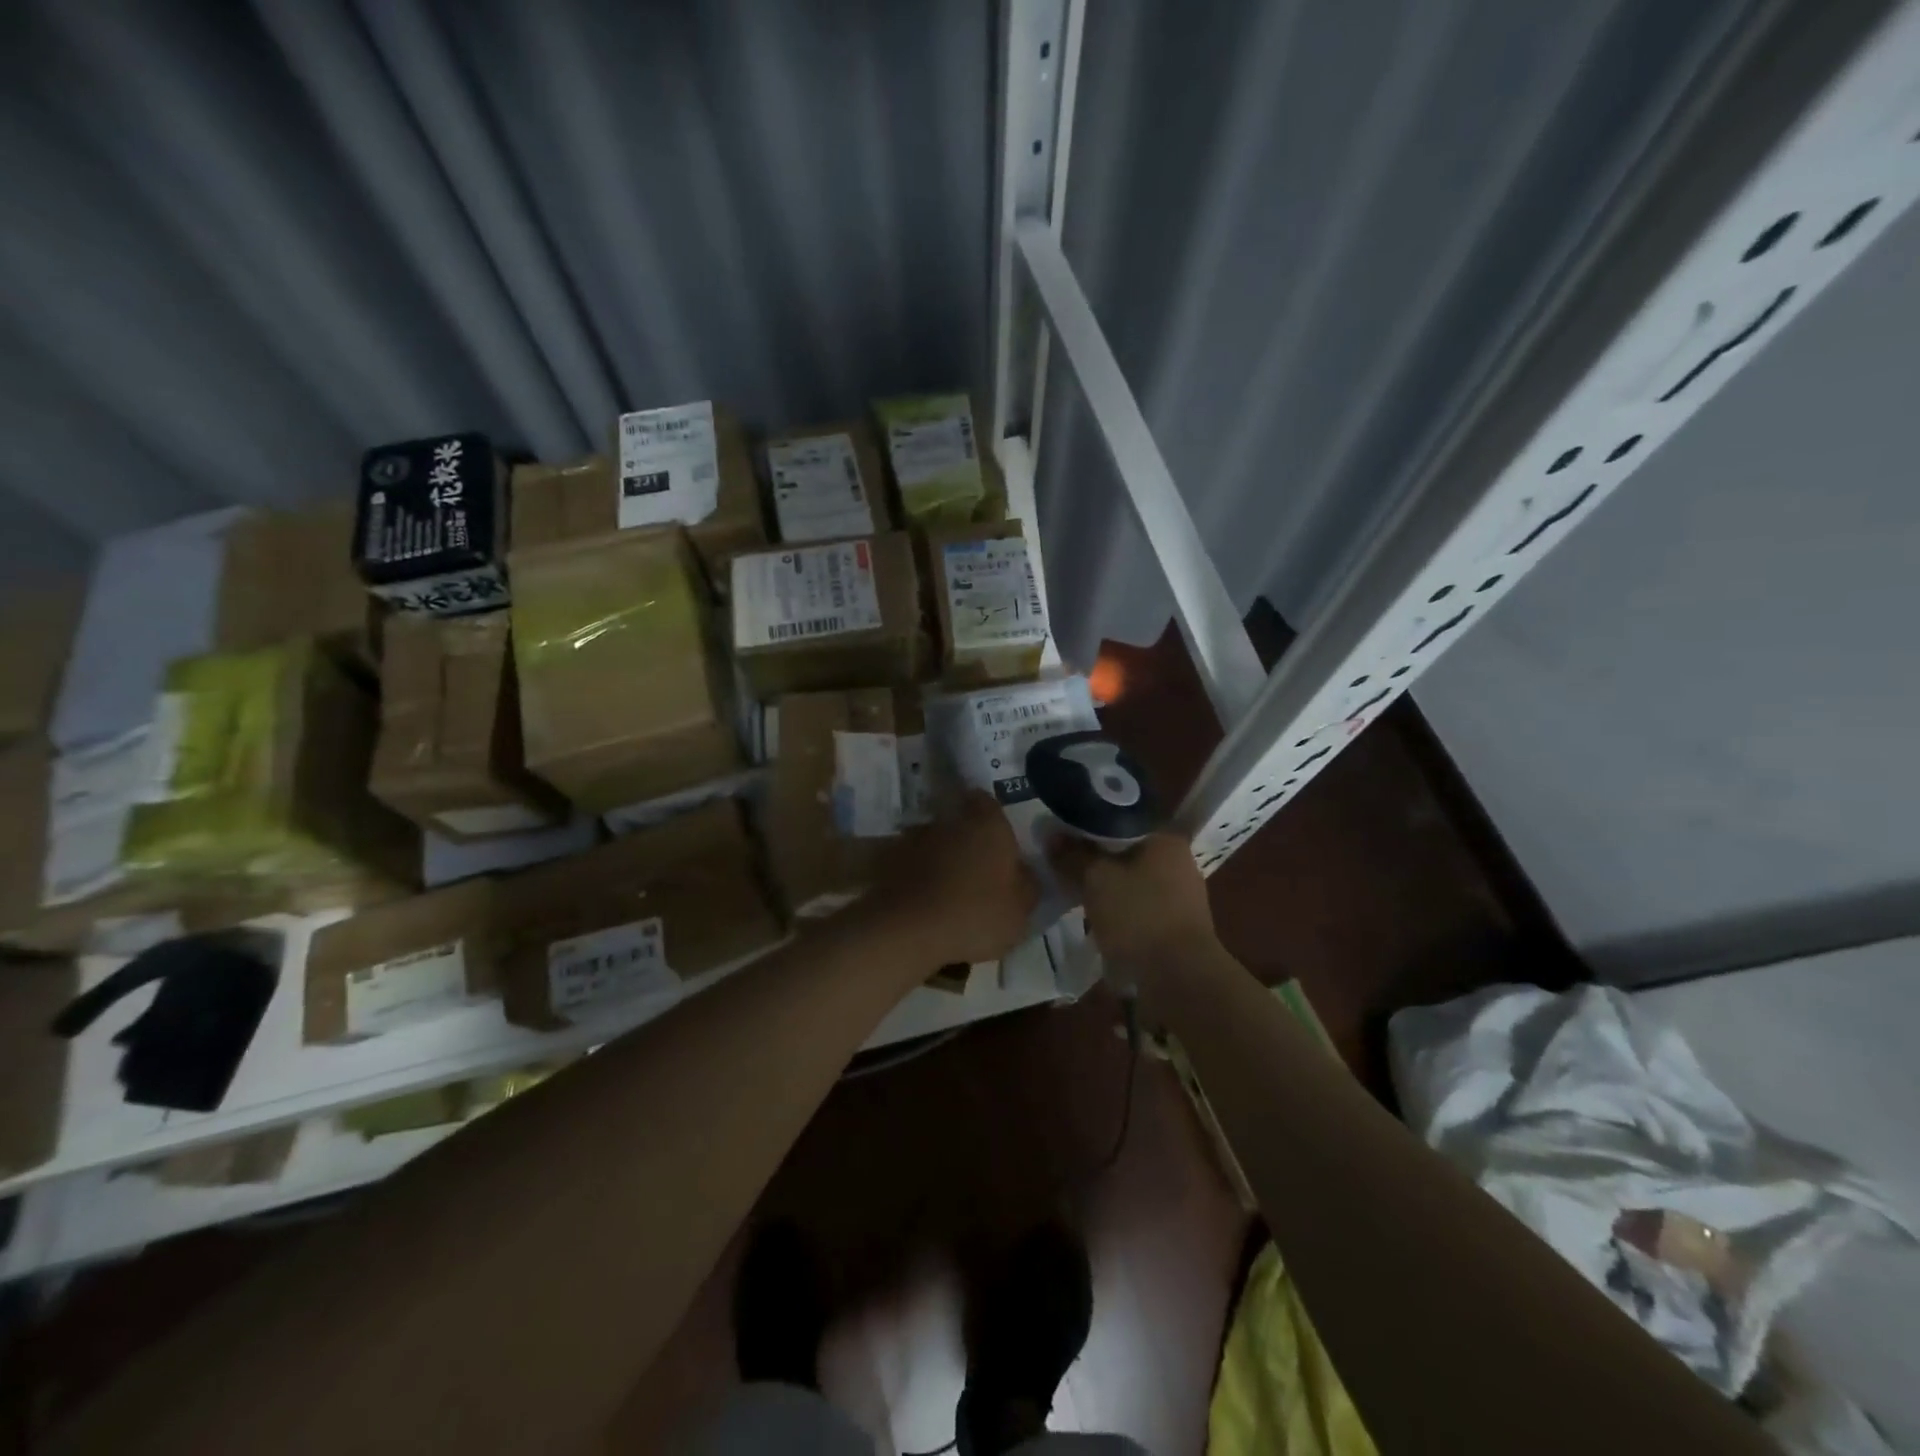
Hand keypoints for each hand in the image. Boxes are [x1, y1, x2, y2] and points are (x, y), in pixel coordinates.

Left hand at [878, 790, 1038, 967]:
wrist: (906, 930)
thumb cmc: (975, 914)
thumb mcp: (1020, 910)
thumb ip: (1027, 886)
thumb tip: (1024, 873)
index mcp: (986, 823)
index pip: (988, 802)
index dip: (994, 820)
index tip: (1000, 844)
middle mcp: (947, 820)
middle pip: (959, 822)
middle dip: (966, 842)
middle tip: (977, 873)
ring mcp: (913, 838)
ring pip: (933, 844)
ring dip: (940, 860)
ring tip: (947, 894)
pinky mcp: (887, 861)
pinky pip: (909, 865)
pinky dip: (916, 878)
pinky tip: (923, 905)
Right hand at [1048, 831, 1216, 984]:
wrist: (1180, 979)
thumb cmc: (1139, 917)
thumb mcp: (1096, 880)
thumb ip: (1073, 855)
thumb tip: (1051, 834)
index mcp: (1165, 839)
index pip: (1120, 818)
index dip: (1088, 824)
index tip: (1062, 833)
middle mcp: (1179, 861)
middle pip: (1126, 849)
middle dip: (1095, 857)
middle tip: (1063, 862)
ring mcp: (1182, 895)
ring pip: (1132, 879)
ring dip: (1107, 885)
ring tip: (1075, 890)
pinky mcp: (1177, 925)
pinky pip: (1140, 905)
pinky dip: (1119, 908)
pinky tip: (1097, 917)